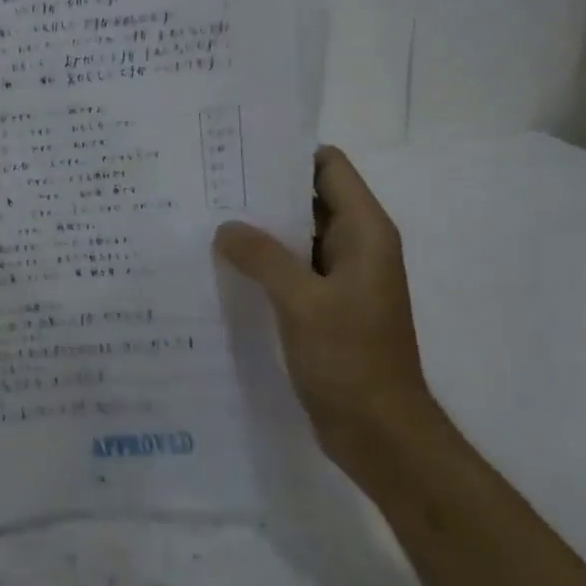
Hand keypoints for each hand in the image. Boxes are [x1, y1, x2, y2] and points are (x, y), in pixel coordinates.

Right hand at [214, 146, 441, 478]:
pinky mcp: (323, 307)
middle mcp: (355, 247)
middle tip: (207, 186)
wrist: (379, 432)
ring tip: (205, 222)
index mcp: (365, 233)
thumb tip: (225, 228)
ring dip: (259, 231)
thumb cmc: (351, 359)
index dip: (287, 155)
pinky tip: (221, 267)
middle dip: (262, 192)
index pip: (329, 168)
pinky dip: (261, 265)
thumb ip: (263, 257)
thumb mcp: (302, 301)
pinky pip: (290, 271)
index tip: (238, 153)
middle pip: (308, 199)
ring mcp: (339, 279)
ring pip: (296, 238)